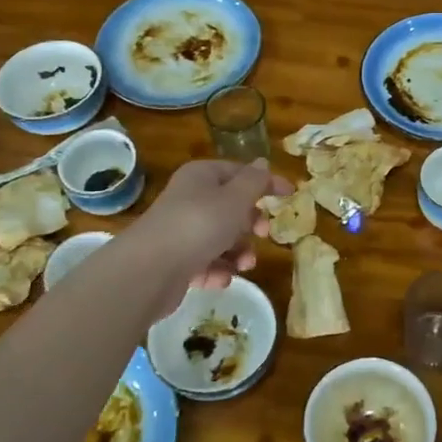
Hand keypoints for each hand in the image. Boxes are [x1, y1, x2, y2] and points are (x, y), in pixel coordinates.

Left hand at [127, 159, 291, 315]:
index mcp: (201, 177)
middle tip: (261, 233)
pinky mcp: (176, 261)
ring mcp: (181, 231)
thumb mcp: (235, 199)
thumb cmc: (199, 225)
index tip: (291, 195)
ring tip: (243, 265)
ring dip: (239, 252)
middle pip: (231, 208)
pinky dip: (218, 270)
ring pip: (221, 238)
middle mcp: (190, 200)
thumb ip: (254, 182)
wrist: (150, 270)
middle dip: (251, 224)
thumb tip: (262, 163)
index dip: (266, 182)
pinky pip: (206, 262)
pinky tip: (220, 278)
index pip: (240, 173)